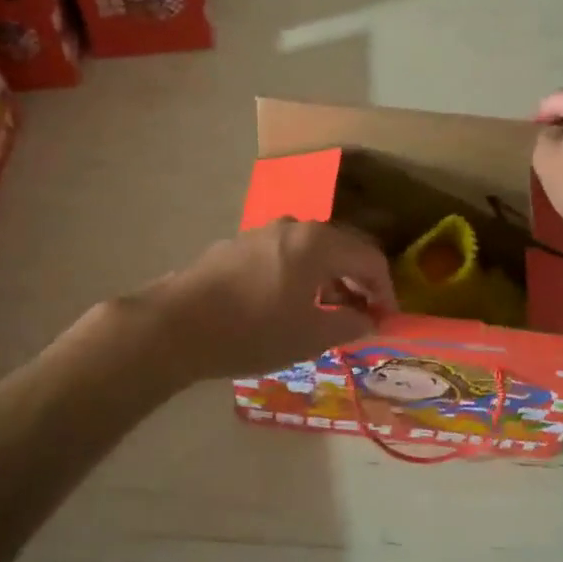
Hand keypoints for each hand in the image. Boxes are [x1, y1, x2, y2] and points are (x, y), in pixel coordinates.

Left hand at [129, 220, 397, 385]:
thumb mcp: (310, 336)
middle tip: (363, 316)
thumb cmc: (253, 329)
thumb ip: (349, 325)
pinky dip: (300, 276)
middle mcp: (293, 226)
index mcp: (318, 241)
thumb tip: (369, 320)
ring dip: (328, 279)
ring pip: (310, 251)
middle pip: (341, 248)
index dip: (385, 289)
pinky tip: (289, 305)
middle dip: (358, 281)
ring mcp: (262, 232)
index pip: (369, 257)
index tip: (387, 320)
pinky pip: (284, 255)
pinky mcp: (238, 246)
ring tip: (327, 314)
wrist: (176, 325)